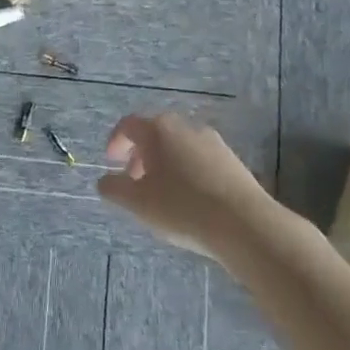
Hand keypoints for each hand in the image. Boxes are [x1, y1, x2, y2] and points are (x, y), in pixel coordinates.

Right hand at [98, 113, 291, 259]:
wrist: (245, 224)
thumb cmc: (181, 207)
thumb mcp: (137, 202)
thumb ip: (114, 188)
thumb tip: (104, 180)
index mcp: (158, 130)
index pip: (128, 125)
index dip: (115, 142)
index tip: (111, 163)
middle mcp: (185, 126)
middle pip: (155, 134)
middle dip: (140, 155)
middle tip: (135, 181)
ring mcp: (212, 141)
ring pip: (178, 146)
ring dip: (164, 164)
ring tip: (162, 194)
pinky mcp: (232, 160)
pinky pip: (199, 159)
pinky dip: (187, 171)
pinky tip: (190, 200)